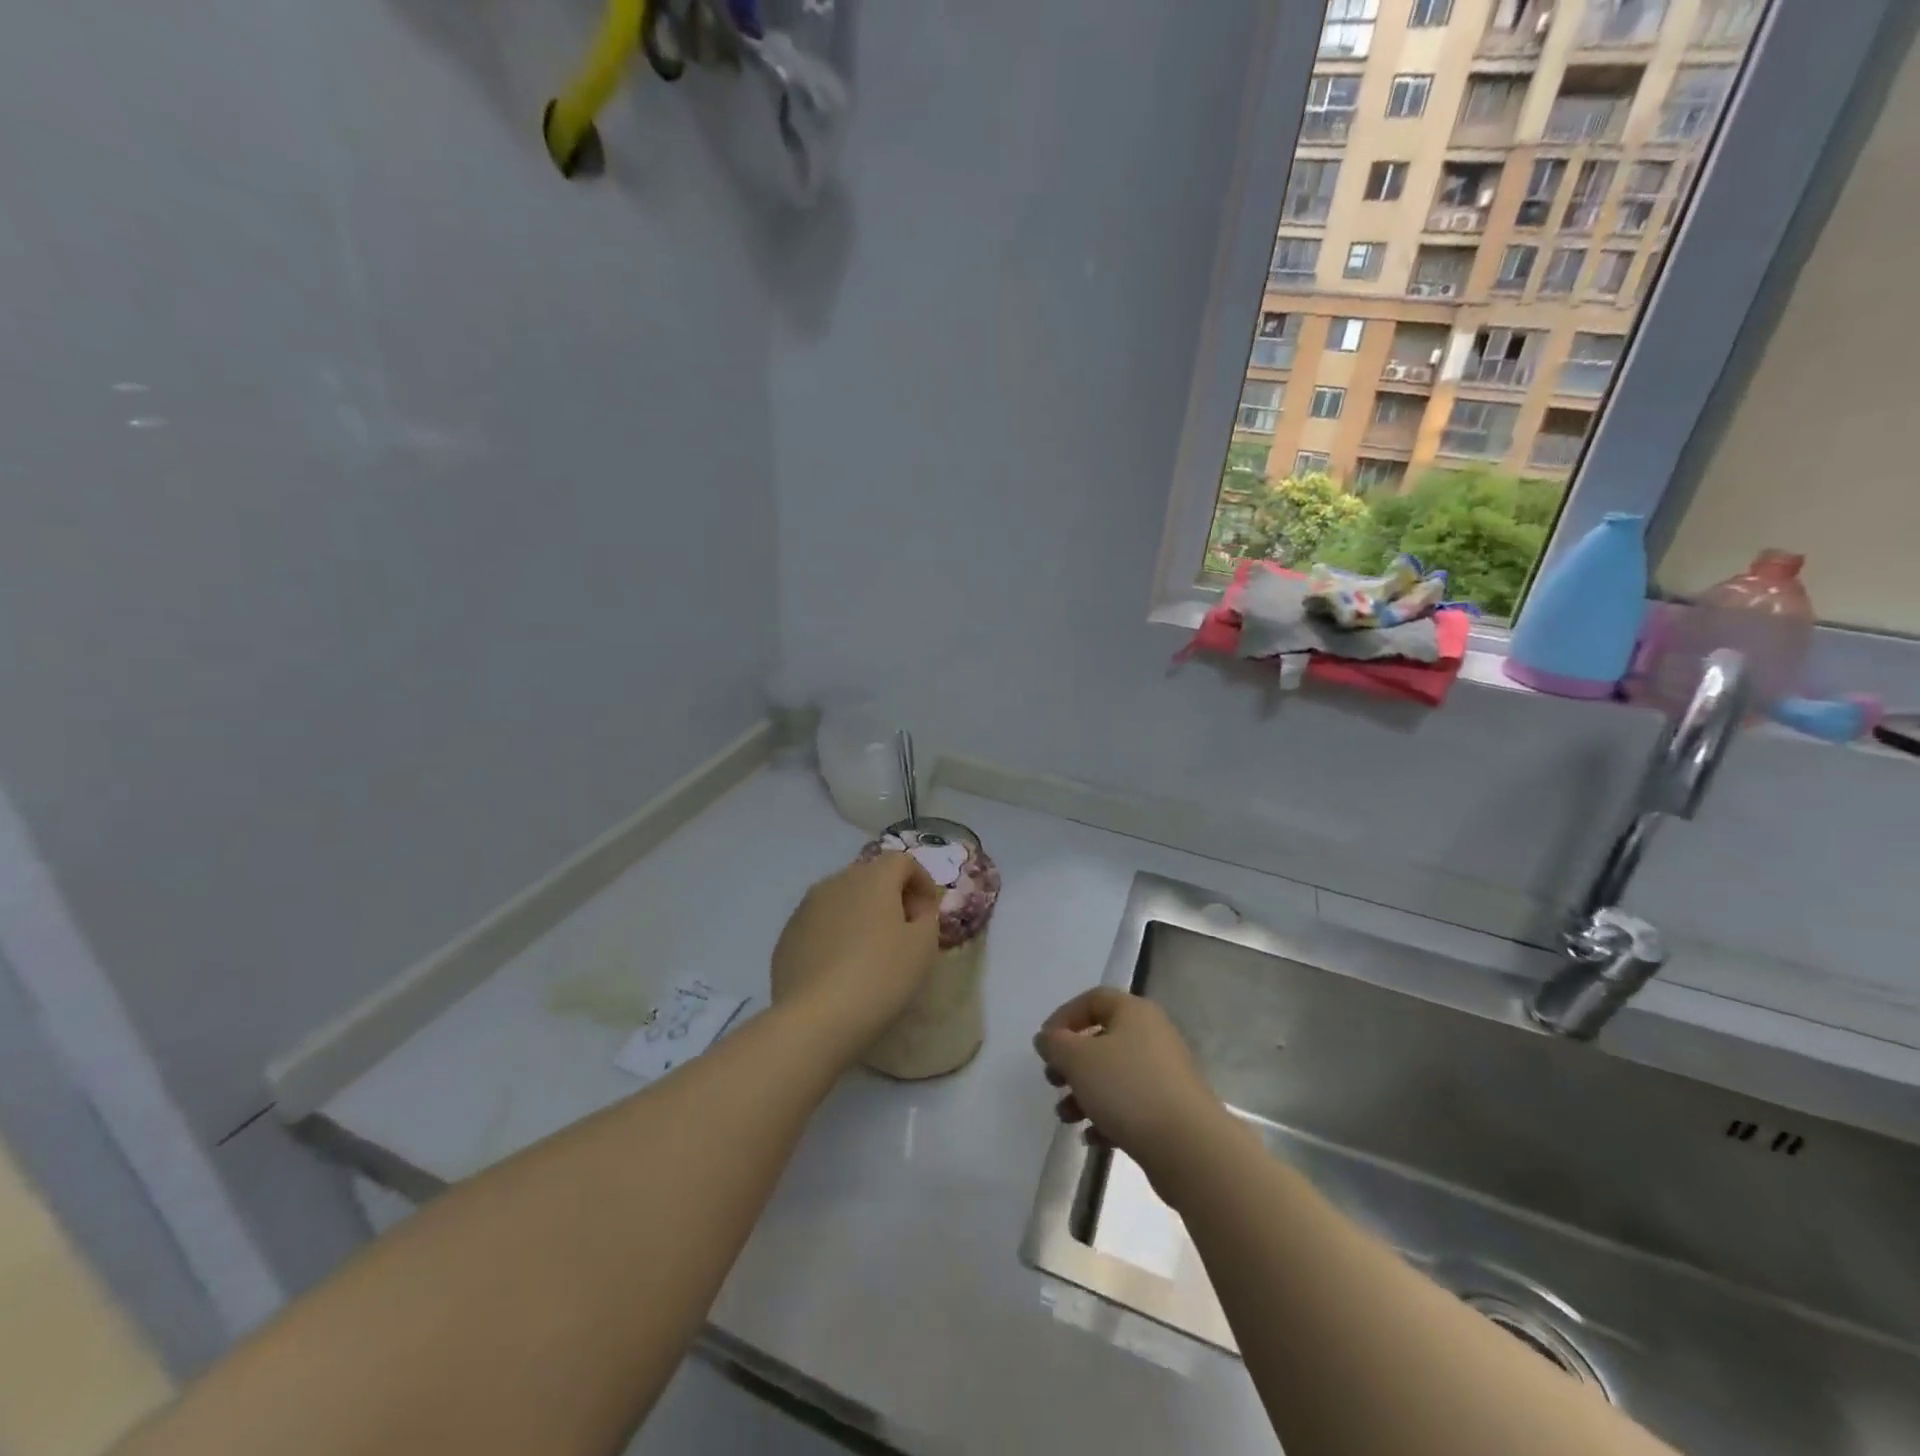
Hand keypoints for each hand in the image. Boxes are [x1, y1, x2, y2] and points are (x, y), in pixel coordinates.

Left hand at [772, 853, 943, 1058]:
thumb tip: (915, 909)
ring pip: (842, 899)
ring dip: (860, 915)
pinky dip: (835, 935)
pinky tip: (840, 969)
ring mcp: (806, 908)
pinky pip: (820, 924)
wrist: (817, 1018)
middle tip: (903, 931)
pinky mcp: (787, 936)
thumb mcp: (923, 946)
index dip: (921, 881)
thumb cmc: (881, 975)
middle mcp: (836, 882)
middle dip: (890, 897)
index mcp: (872, 878)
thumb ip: (927, 917)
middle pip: (870, 877)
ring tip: (870, 952)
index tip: (928, 913)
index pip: (902, 861)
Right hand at [1033, 988, 1230, 1189]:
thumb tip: (1047, 1038)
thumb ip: (1055, 1044)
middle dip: (1071, 1062)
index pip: (1093, 1000)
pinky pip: (1130, 1105)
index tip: (1044, 1045)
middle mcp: (1152, 1035)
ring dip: (1084, 1093)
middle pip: (1102, 1039)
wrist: (1188, 1147)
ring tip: (1066, 1116)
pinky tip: (1092, 1137)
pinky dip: (1107, 1117)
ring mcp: (1164, 1073)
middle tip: (1053, 1082)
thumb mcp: (1078, 1060)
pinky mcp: (1170, 1109)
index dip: (1064, 1018)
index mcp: (1134, 1012)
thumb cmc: (1128, 1089)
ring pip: (1113, 1075)